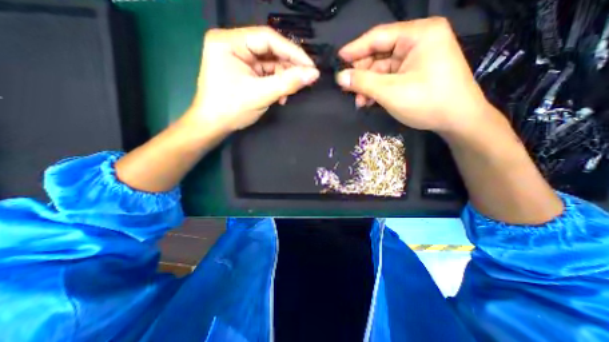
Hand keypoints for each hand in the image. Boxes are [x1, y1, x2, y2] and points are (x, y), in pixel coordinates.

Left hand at [189, 27, 320, 132]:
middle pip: (270, 50)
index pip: (268, 38)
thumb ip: (288, 83)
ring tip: (289, 93)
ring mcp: (239, 58)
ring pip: (270, 63)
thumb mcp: (261, 95)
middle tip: (305, 79)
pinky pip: (266, 73)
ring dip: (283, 79)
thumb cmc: (231, 109)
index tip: (311, 66)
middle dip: (288, 67)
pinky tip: (281, 96)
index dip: (292, 52)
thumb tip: (314, 74)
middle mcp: (233, 44)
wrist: (214, 126)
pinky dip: (276, 84)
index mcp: (229, 42)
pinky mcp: (245, 71)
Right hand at [332, 18, 499, 134]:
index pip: (378, 37)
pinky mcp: (414, 73)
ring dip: (368, 86)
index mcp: (418, 35)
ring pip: (382, 69)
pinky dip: (377, 89)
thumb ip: (363, 82)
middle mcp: (418, 42)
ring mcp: (416, 59)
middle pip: (379, 54)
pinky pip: (389, 78)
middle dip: (362, 74)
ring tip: (359, 102)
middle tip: (347, 89)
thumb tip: (340, 77)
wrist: (457, 121)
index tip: (338, 60)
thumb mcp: (391, 92)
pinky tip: (369, 101)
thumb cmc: (427, 102)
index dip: (355, 49)